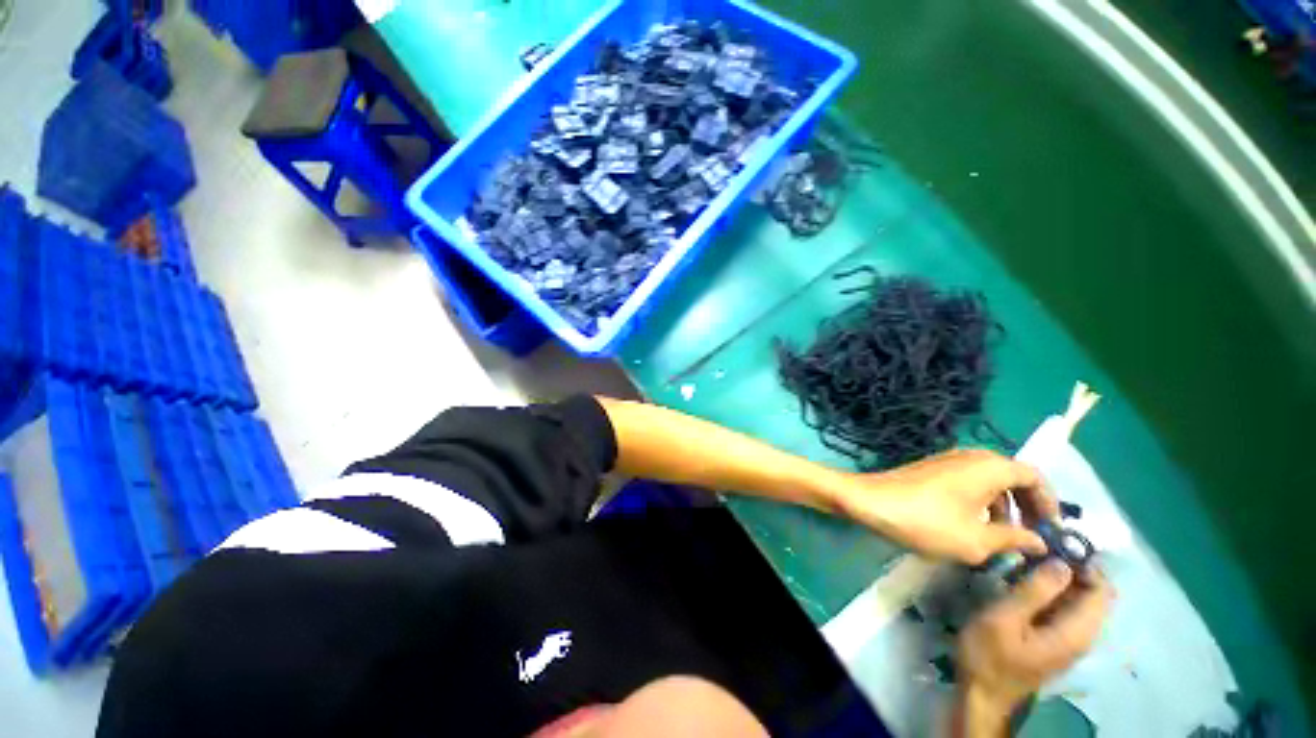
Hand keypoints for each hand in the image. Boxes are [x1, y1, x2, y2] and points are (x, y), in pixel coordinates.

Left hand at [837, 449, 1058, 564]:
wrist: (869, 502)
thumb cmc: (925, 521)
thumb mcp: (976, 541)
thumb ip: (1014, 539)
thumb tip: (1040, 541)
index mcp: (989, 467)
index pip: (1035, 477)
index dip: (1050, 504)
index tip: (1054, 531)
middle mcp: (971, 456)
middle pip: (1013, 478)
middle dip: (1027, 507)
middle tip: (1033, 537)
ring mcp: (948, 460)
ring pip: (990, 482)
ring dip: (1003, 507)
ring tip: (1003, 538)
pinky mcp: (931, 469)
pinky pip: (969, 483)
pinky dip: (981, 502)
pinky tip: (974, 527)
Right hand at [954, 562, 1113, 734]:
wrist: (983, 693)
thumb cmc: (990, 655)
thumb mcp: (1004, 619)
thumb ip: (1035, 592)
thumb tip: (1062, 563)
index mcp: (1075, 631)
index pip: (1101, 591)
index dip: (1086, 564)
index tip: (1054, 542)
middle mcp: (1082, 635)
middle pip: (1093, 594)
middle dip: (1072, 567)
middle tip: (1037, 547)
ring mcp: (1069, 639)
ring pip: (1079, 600)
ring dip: (1060, 577)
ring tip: (1028, 558)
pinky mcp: (1055, 640)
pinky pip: (1066, 608)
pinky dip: (1053, 590)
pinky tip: (1026, 580)